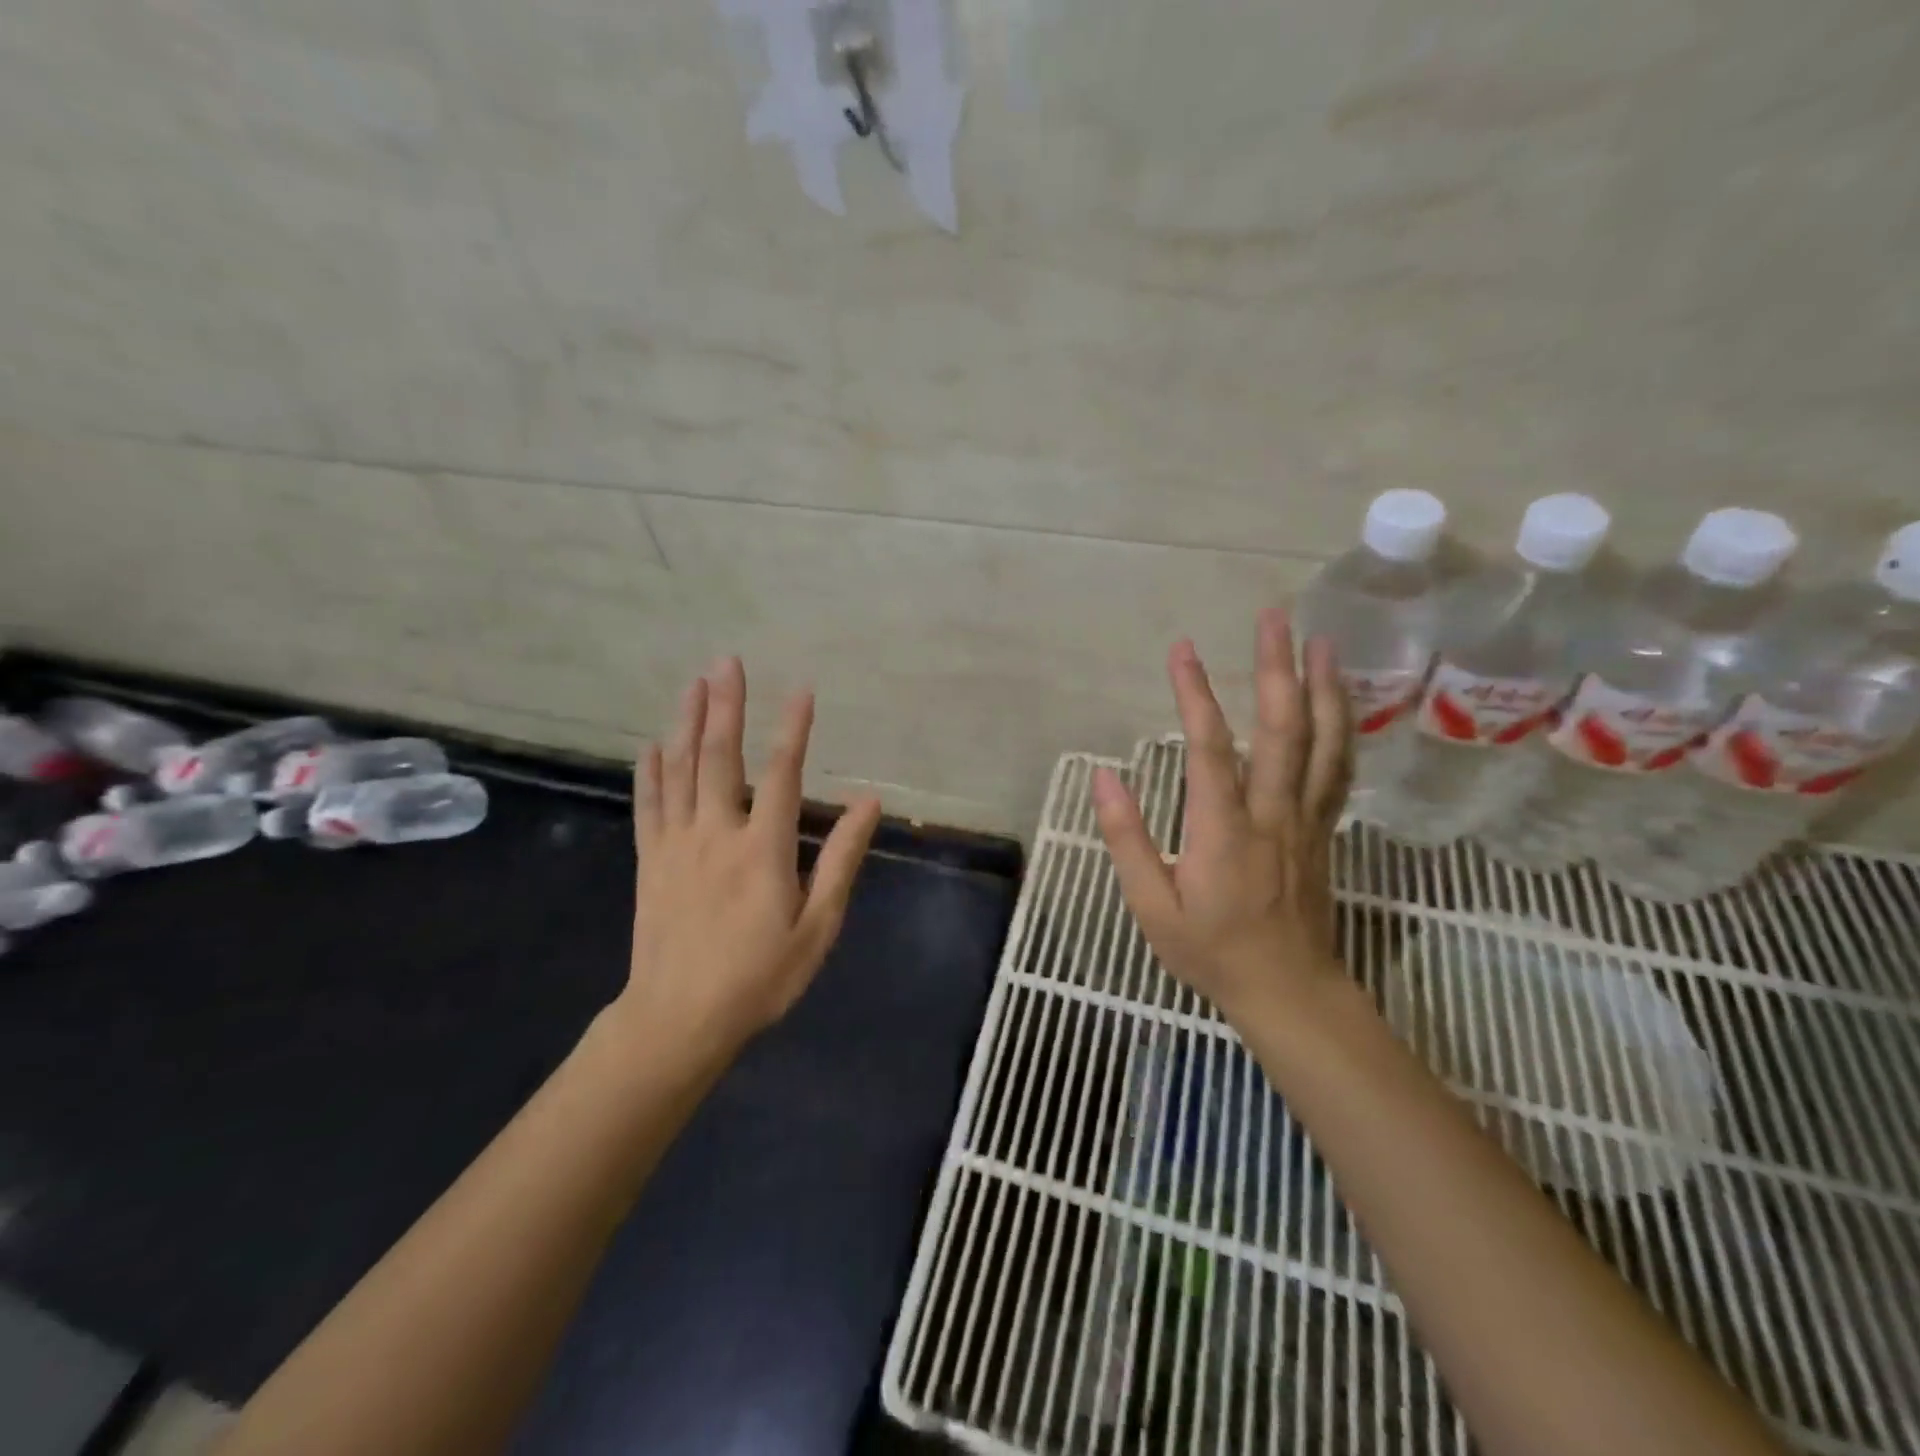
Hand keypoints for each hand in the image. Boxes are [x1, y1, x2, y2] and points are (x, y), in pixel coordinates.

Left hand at [620, 658, 881, 1065]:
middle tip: (727, 662)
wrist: (678, 1020)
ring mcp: (676, 845)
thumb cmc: (759, 977)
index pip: (781, 773)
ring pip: (679, 771)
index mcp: (763, 849)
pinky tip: (650, 745)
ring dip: (686, 723)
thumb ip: (841, 860)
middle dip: (725, 705)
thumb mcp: (817, 926)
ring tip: (692, 684)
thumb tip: (869, 804)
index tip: (801, 690)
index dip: (793, 728)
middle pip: (719, 757)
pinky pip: (648, 806)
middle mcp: (716, 833)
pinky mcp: (650, 861)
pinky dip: (649, 772)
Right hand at [1092, 610, 1351, 1027]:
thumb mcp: (1151, 906)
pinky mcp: (1323, 829)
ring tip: (1320, 641)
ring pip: (1323, 743)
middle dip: (1277, 668)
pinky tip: (1339, 701)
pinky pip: (1337, 769)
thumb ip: (1126, 838)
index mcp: (1223, 830)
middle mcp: (1272, 813)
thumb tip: (1105, 776)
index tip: (1181, 650)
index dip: (1194, 695)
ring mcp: (1306, 819)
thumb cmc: (1211, 950)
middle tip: (1274, 618)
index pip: (1209, 748)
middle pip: (1283, 729)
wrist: (1288, 991)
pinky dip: (1342, 728)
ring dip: (1323, 687)